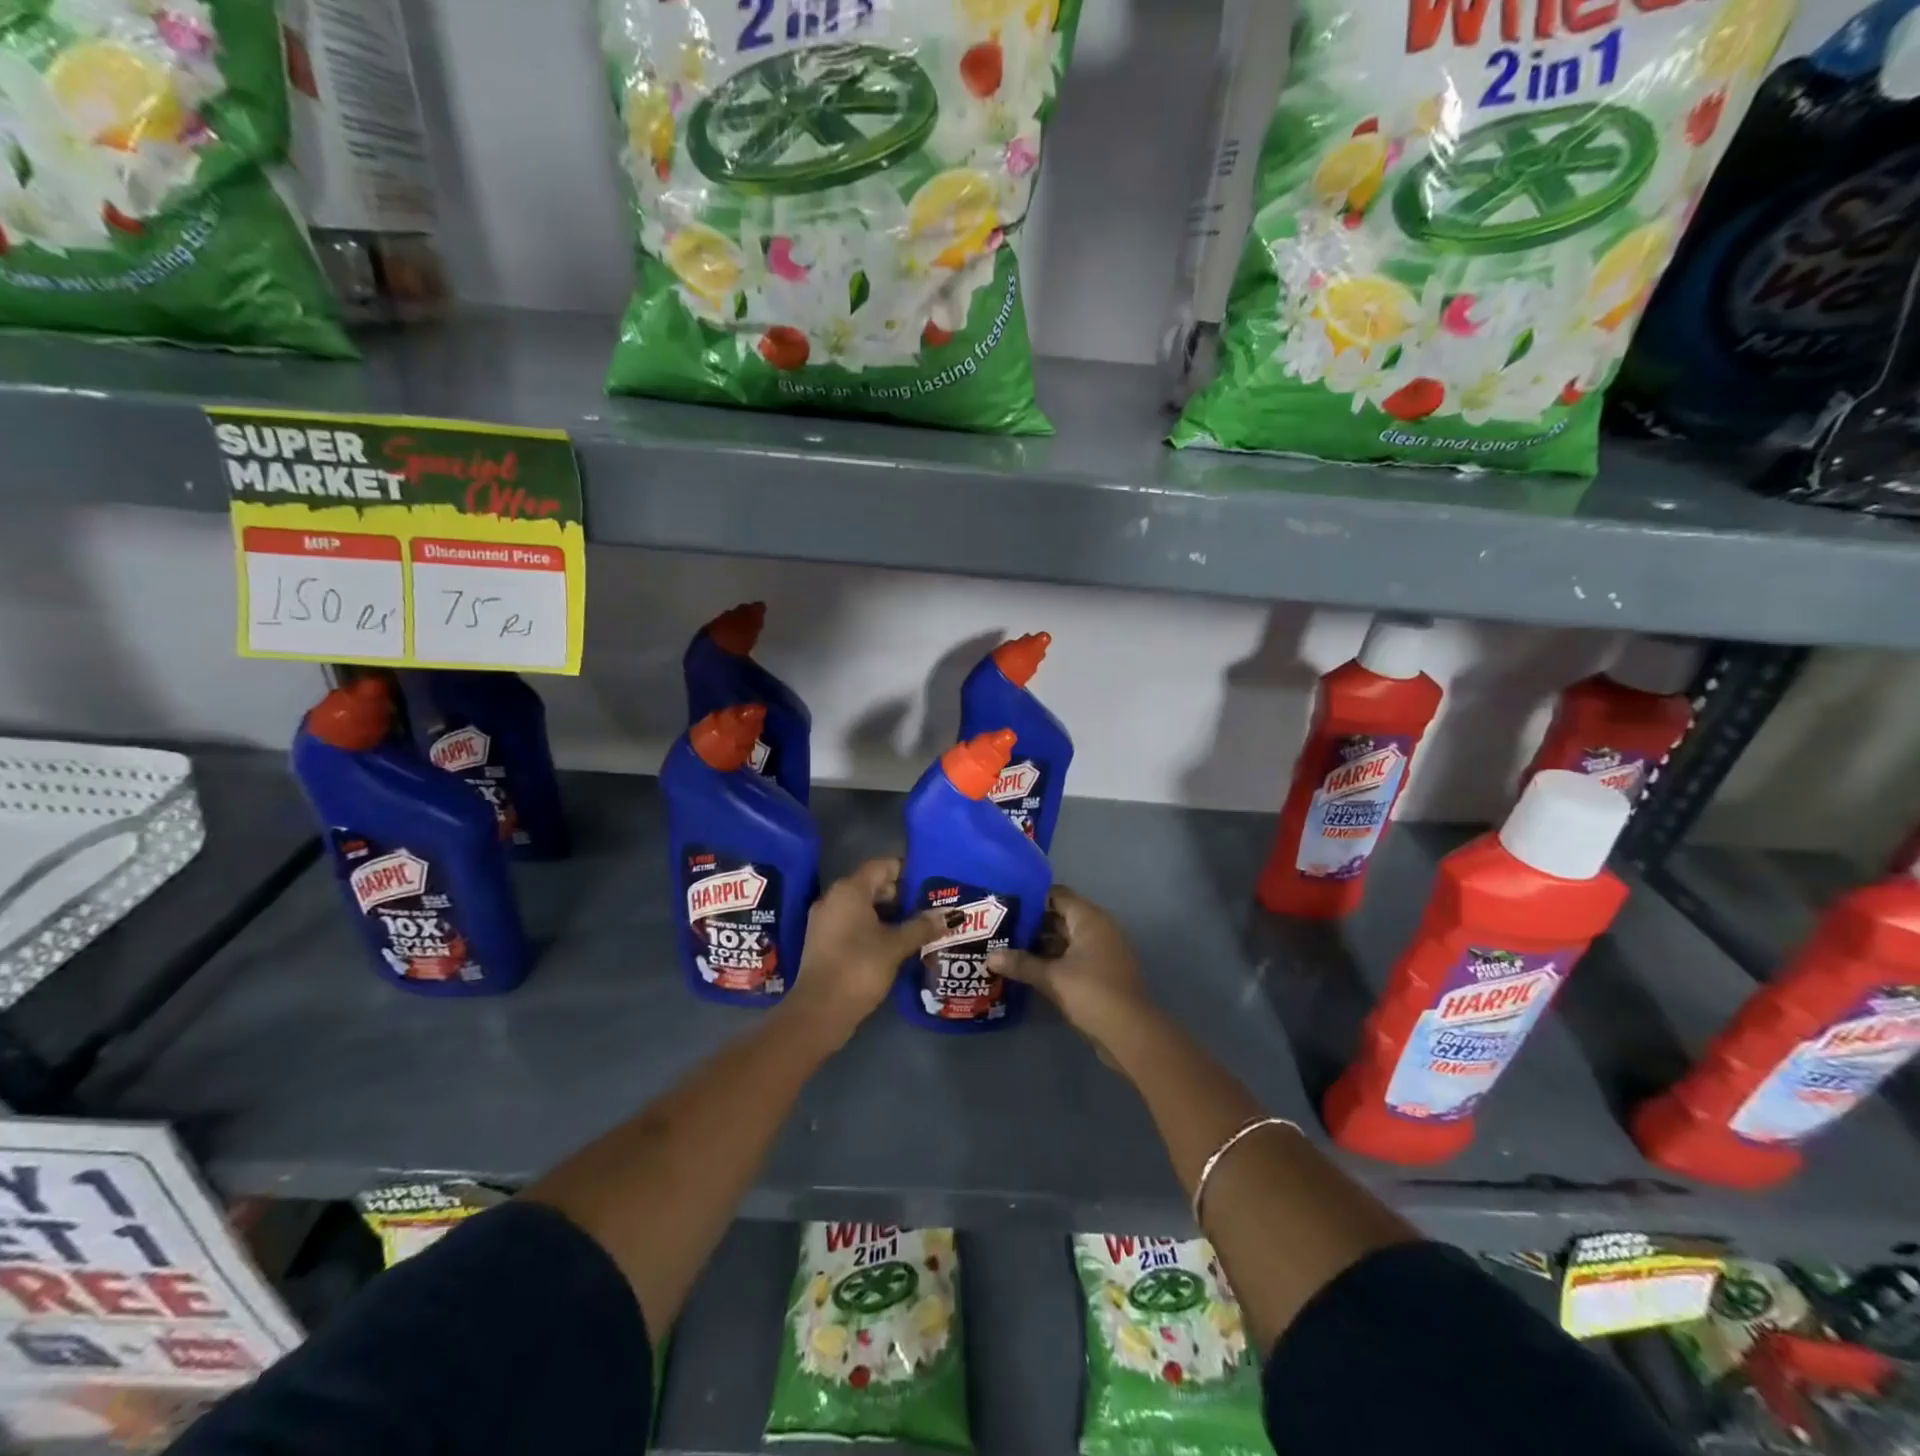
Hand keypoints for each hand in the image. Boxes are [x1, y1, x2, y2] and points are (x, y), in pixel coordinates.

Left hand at [785, 858, 949, 1039]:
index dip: (907, 870)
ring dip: (888, 914)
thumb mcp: (896, 946)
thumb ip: (922, 926)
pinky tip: (894, 944)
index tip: (930, 881)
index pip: (882, 866)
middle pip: (872, 885)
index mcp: (849, 890)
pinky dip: (873, 928)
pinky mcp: (823, 942)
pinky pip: (852, 923)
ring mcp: (825, 921)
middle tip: (929, 906)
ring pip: (863, 906)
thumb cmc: (859, 968)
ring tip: (917, 925)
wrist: (819, 1011)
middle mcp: (834, 898)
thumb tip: (950, 915)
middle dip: (901, 894)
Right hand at [988, 886, 1150, 1040]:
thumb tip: (989, 957)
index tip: (1005, 905)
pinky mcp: (1101, 972)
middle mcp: (1098, 928)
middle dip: (1032, 923)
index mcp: (1090, 919)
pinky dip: (1053, 960)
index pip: (1057, 894)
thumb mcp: (1052, 978)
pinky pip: (1072, 956)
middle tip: (1000, 928)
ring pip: (1065, 939)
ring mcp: (1102, 951)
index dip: (1031, 898)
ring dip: (1040, 944)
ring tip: (1007, 948)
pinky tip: (1028, 969)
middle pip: (1060, 916)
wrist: (1130, 1034)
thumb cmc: (1092, 993)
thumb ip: (1021, 964)